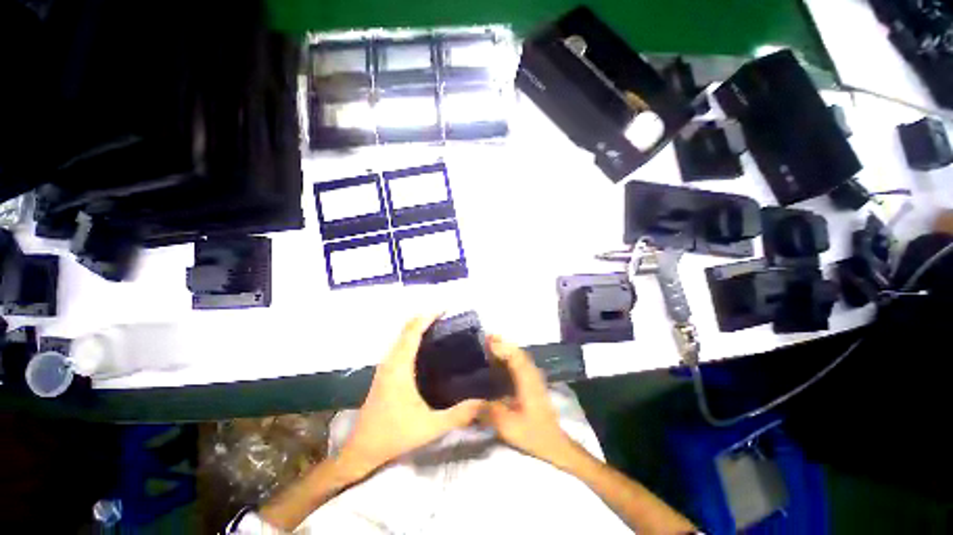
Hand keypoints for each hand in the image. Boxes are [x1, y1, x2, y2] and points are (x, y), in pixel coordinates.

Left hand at [338, 315, 485, 478]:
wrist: (362, 449)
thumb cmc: (394, 435)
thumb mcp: (430, 427)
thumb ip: (458, 415)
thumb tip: (483, 402)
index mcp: (400, 366)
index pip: (413, 331)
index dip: (429, 317)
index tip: (446, 309)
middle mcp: (391, 360)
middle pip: (406, 329)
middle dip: (425, 317)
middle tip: (448, 316)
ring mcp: (385, 366)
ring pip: (401, 336)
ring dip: (418, 326)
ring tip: (440, 326)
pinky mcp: (385, 372)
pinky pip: (400, 345)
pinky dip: (412, 336)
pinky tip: (425, 345)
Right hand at [483, 335, 574, 465]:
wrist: (554, 444)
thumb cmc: (533, 433)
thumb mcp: (507, 426)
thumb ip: (487, 411)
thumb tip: (466, 404)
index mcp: (527, 380)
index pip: (514, 356)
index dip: (501, 347)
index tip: (486, 340)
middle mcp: (531, 374)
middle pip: (517, 352)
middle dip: (502, 343)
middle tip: (485, 337)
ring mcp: (533, 378)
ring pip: (519, 356)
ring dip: (506, 349)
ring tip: (490, 344)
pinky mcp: (532, 383)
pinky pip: (520, 363)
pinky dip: (509, 357)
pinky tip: (499, 361)